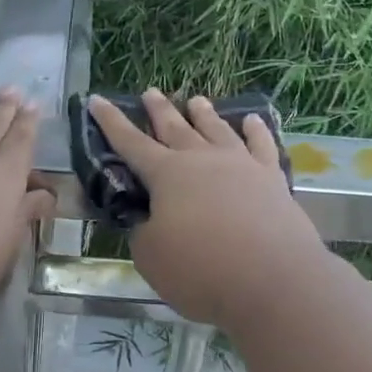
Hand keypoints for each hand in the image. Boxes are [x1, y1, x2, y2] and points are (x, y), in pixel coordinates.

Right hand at [88, 90, 328, 328]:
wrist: (274, 279)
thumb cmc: (202, 270)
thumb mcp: (151, 257)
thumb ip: (143, 232)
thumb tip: (146, 219)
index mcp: (167, 174)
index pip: (130, 142)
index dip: (111, 122)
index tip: (97, 99)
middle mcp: (202, 160)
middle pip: (175, 127)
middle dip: (159, 109)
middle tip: (150, 91)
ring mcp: (241, 165)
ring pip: (217, 130)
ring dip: (204, 114)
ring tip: (195, 100)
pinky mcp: (272, 179)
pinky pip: (262, 145)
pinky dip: (256, 130)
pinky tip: (252, 120)